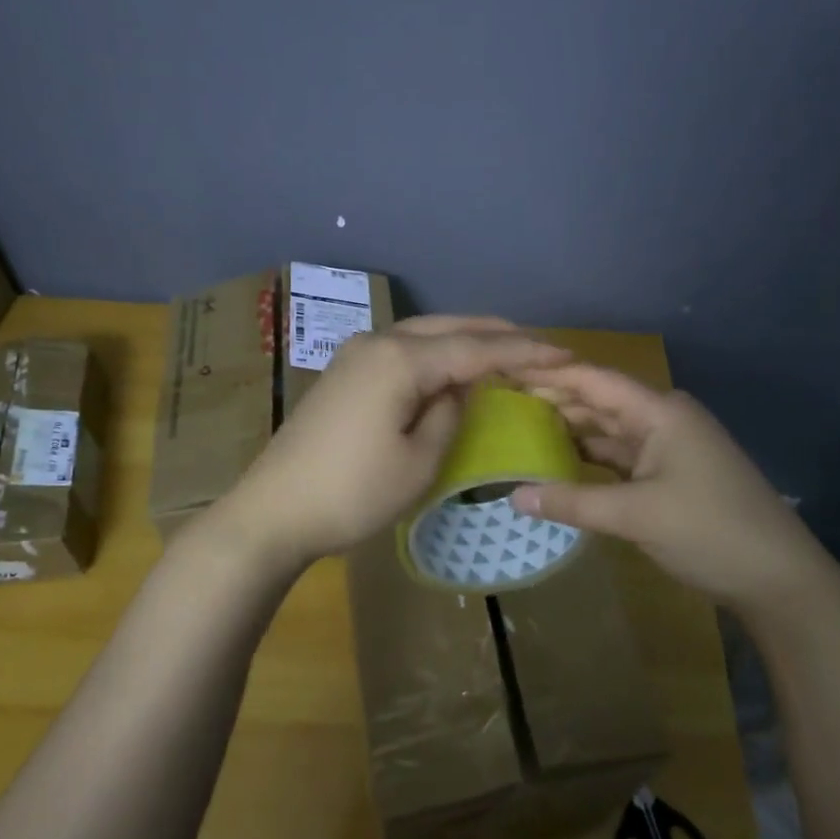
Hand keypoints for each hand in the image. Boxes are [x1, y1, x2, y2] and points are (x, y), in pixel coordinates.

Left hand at [213, 316, 571, 570]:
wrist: (273, 511)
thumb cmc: (353, 492)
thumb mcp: (419, 461)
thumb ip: (450, 413)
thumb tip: (458, 389)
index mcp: (401, 359)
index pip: (476, 348)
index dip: (524, 351)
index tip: (566, 353)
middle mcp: (378, 342)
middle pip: (448, 327)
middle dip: (496, 335)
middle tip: (540, 345)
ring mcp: (356, 354)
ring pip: (423, 333)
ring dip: (465, 338)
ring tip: (503, 349)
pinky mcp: (344, 373)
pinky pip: (402, 349)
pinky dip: (436, 351)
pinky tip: (451, 365)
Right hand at [508, 364, 839, 610]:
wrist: (778, 578)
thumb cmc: (710, 531)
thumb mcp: (636, 515)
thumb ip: (573, 503)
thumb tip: (513, 496)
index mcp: (660, 412)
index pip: (594, 380)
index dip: (549, 375)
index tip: (505, 372)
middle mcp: (663, 419)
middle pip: (598, 402)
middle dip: (554, 402)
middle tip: (502, 404)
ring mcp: (667, 448)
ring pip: (607, 431)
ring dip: (569, 431)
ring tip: (519, 430)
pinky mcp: (668, 475)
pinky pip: (619, 458)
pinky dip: (589, 460)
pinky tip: (558, 464)